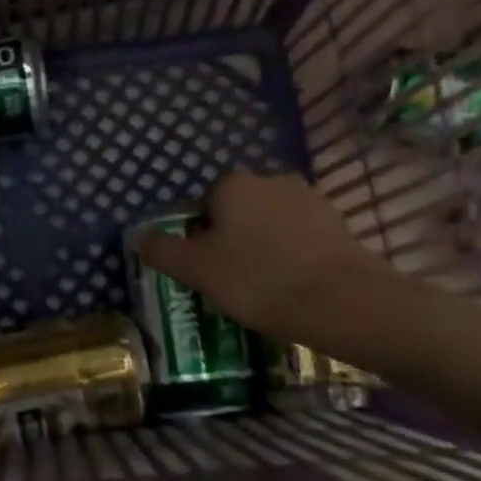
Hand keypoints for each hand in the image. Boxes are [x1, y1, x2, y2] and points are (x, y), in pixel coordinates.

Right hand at [131, 169, 396, 340]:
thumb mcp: (197, 269)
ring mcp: (310, 199)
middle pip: (239, 211)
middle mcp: (272, 180)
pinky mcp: (339, 224)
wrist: (342, 301)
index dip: (200, 237)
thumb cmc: (258, 279)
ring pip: (272, 224)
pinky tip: (294, 287)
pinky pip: (302, 238)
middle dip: (234, 239)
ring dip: (265, 247)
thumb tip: (137, 236)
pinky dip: (294, 256)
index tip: (206, 270)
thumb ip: (163, 250)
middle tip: (232, 281)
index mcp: (234, 184)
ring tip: (266, 289)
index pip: (204, 204)